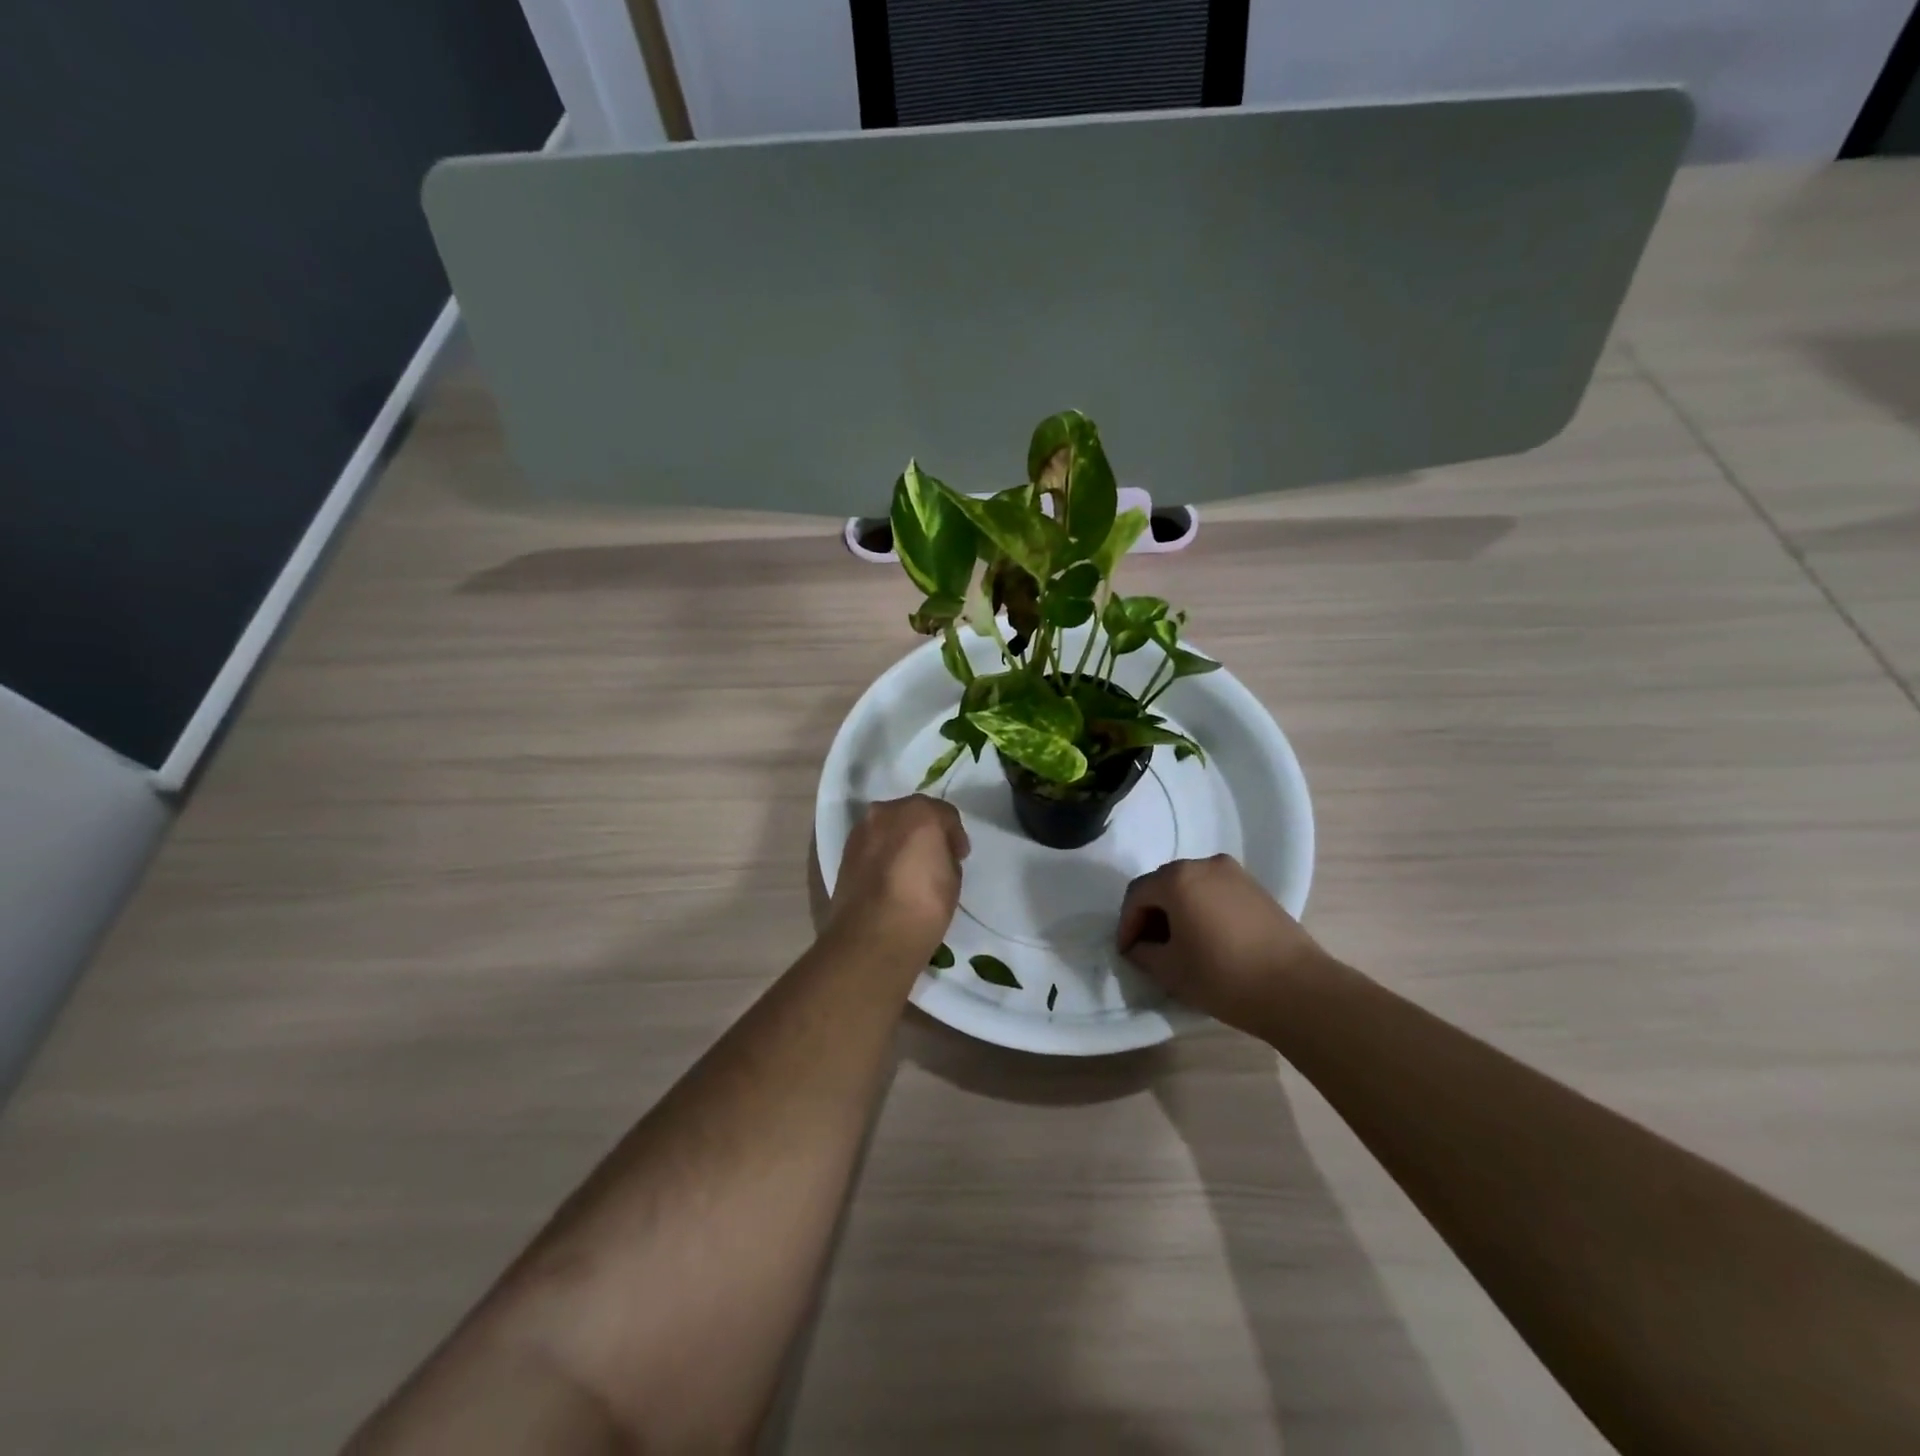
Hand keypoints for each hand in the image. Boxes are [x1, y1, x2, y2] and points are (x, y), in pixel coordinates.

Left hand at [826, 796, 969, 964]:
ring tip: (910, 868)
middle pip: (913, 814)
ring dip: (900, 840)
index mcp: (920, 812)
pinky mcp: (845, 852)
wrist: (871, 938)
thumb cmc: (923, 906)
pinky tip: (889, 876)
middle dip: (925, 831)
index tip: (959, 856)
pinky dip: (882, 853)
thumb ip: (945, 855)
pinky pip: (872, 844)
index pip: (945, 814)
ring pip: (889, 827)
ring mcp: (862, 830)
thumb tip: (935, 856)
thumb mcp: (952, 879)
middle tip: (935, 857)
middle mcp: (887, 811)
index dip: (955, 836)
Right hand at [1117, 854, 1327, 1035]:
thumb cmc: (1224, 977)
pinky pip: (1215, 891)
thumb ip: (1144, 953)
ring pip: (1190, 886)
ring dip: (1177, 910)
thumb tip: (1139, 946)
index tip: (1128, 952)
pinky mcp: (1256, 888)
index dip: (1127, 924)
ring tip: (1178, 944)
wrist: (1298, 989)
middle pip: (1163, 884)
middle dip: (1151, 914)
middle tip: (1148, 947)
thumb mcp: (1171, 971)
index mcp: (1178, 879)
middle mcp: (1204, 864)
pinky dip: (1202, 908)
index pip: (1137, 894)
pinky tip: (1207, 938)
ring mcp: (1234, 873)